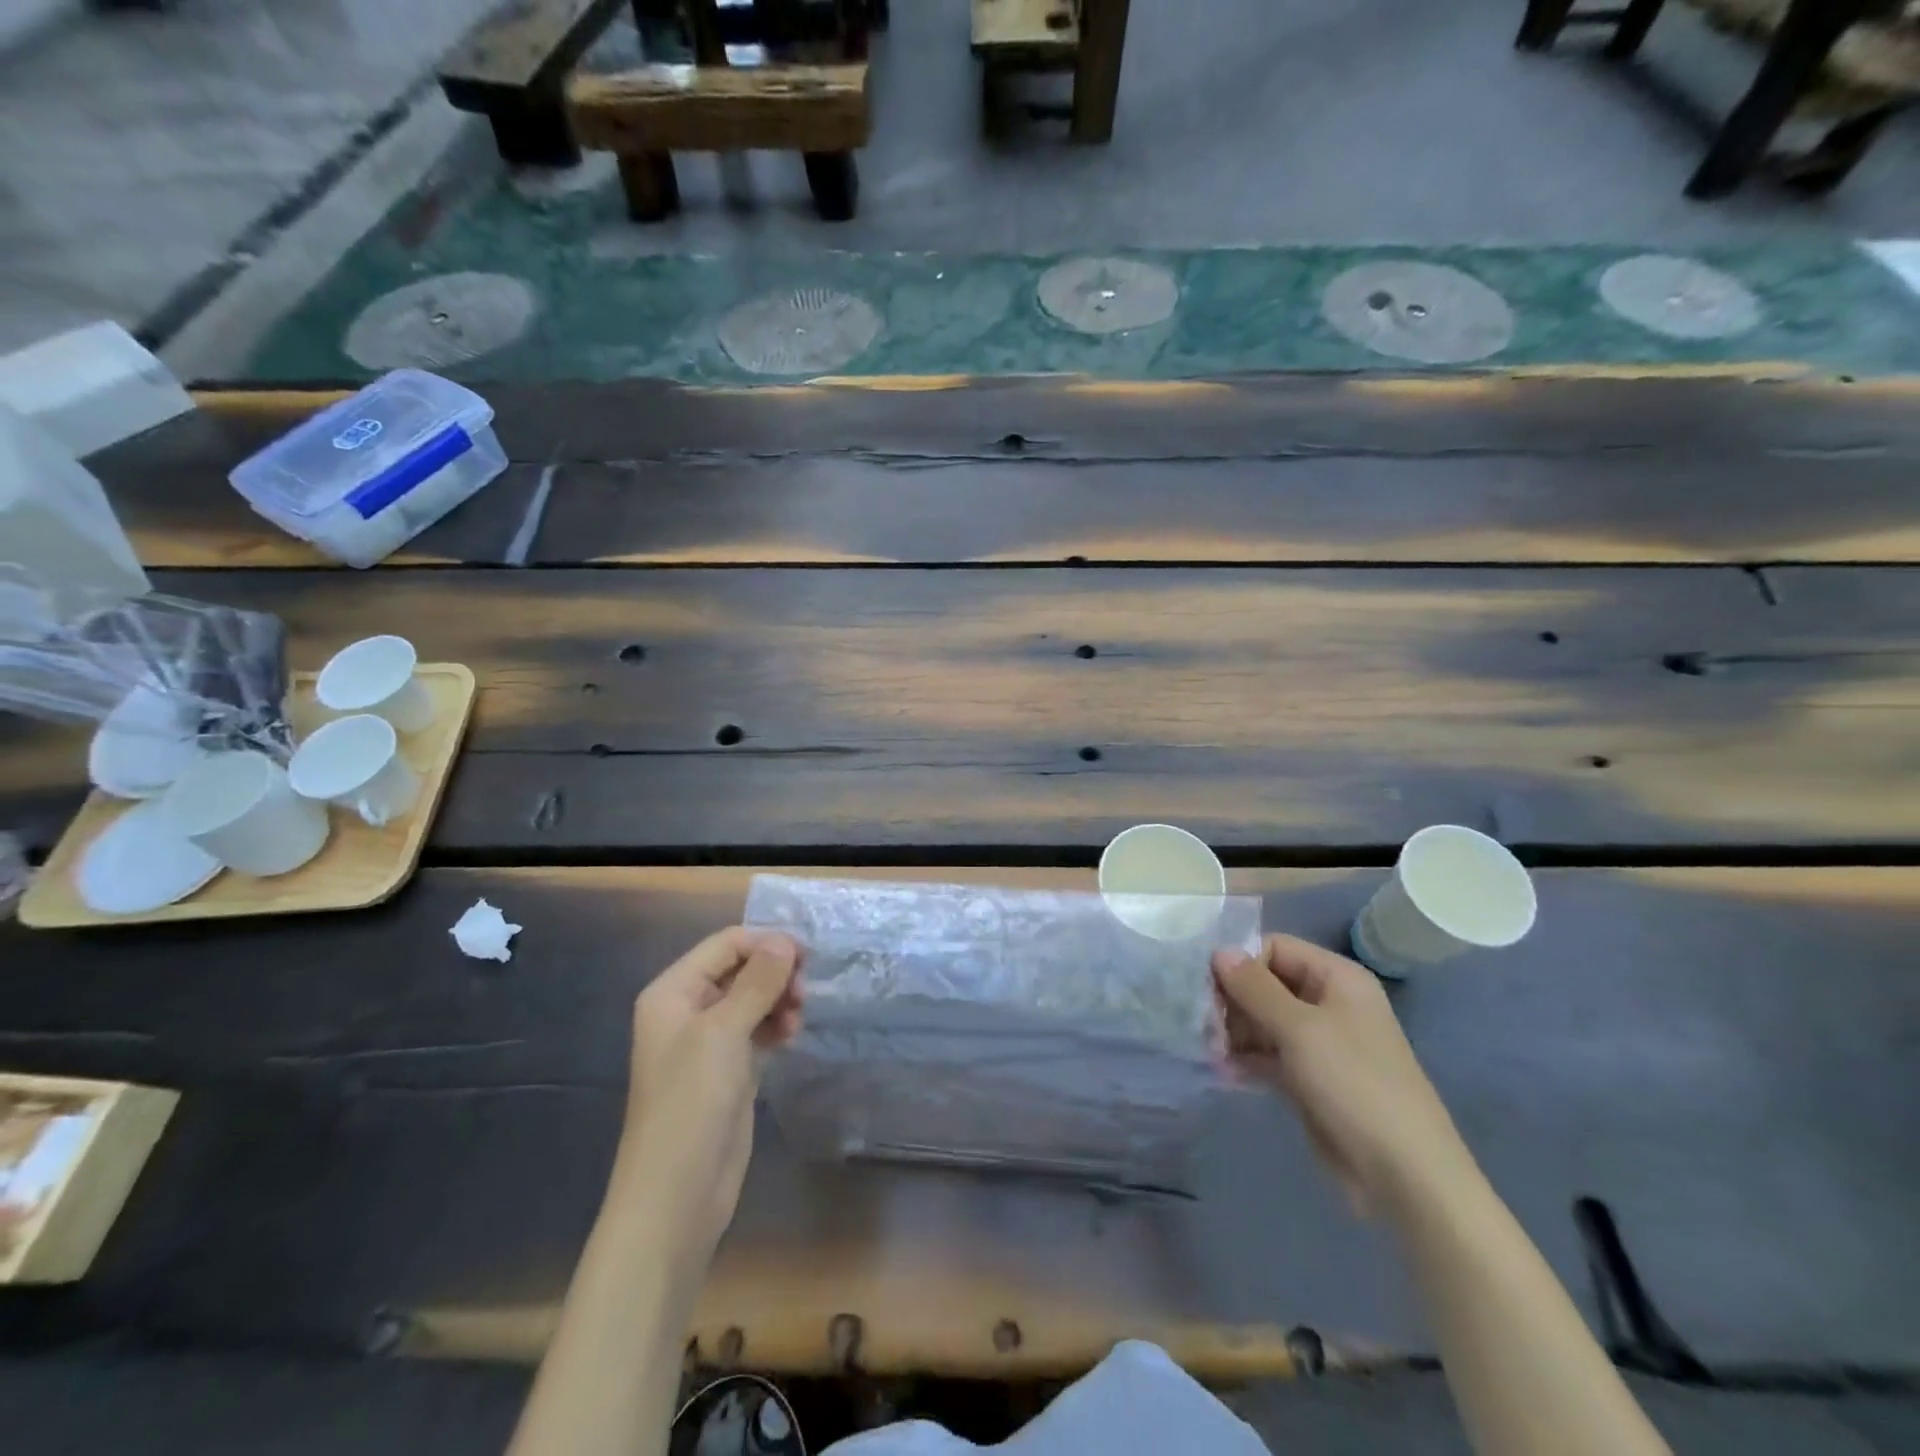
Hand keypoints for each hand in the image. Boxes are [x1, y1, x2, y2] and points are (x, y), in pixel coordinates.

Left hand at [616, 928, 802, 1257]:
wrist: (677, 1195)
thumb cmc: (691, 1104)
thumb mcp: (723, 1033)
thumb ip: (757, 982)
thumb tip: (786, 942)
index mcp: (673, 992)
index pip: (725, 945)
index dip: (766, 944)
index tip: (805, 959)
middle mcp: (688, 1010)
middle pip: (741, 969)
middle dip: (775, 973)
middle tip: (804, 993)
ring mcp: (709, 1042)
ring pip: (753, 999)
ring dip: (779, 1000)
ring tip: (797, 1020)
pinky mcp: (729, 1070)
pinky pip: (758, 1029)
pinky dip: (776, 1025)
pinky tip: (791, 1036)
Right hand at [1212, 934, 1471, 1219]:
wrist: (1404, 1174)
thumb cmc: (1354, 1083)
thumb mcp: (1300, 1028)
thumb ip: (1255, 987)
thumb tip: (1219, 950)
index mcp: (1336, 978)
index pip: (1275, 947)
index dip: (1241, 963)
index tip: (1209, 988)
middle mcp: (1328, 1002)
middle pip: (1266, 984)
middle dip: (1232, 1001)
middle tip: (1204, 1025)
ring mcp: (1319, 1042)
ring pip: (1263, 1020)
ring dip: (1233, 1032)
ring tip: (1210, 1051)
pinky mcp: (1309, 1078)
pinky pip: (1268, 1054)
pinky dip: (1245, 1058)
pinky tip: (1223, 1070)